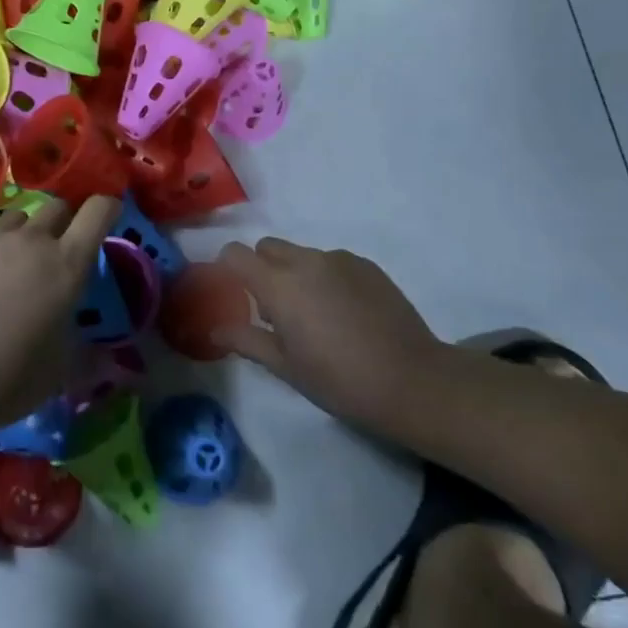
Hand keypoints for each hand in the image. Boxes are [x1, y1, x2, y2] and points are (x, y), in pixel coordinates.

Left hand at [0, 195, 120, 432]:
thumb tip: (104, 356)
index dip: (108, 208)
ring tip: (14, 268)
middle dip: (64, 222)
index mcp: (66, 264)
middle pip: (57, 206)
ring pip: (17, 218)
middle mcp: (31, 241)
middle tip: (58, 255)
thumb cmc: (5, 375)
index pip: (98, 211)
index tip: (109, 218)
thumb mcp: (57, 373)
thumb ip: (84, 354)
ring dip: (24, 235)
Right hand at [213, 237, 445, 439]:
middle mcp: (306, 261)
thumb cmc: (340, 380)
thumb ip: (247, 340)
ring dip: (295, 274)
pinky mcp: (366, 265)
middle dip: (262, 268)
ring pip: (301, 254)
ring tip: (315, 315)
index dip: (228, 268)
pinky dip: (326, 278)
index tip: (232, 292)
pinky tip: (345, 313)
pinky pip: (332, 262)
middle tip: (274, 309)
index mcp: (279, 285)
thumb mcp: (286, 368)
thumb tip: (216, 329)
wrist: (412, 380)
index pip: (236, 253)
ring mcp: (339, 259)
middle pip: (267, 247)